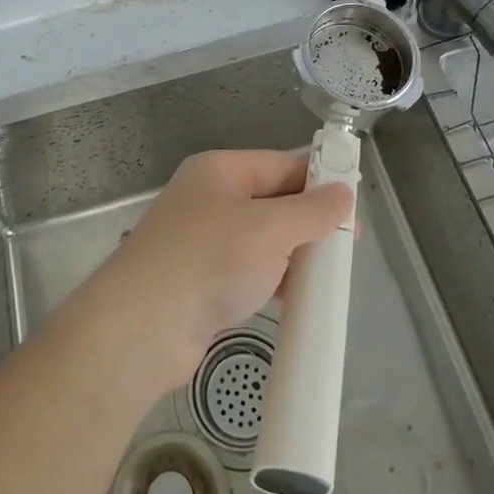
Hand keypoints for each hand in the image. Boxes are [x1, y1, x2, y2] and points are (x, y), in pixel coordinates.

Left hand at [90, 149, 352, 390]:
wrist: (141, 328)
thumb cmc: (209, 260)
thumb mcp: (269, 228)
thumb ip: (312, 211)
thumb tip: (344, 193)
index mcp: (220, 170)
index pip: (280, 165)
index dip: (318, 182)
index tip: (352, 207)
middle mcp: (209, 199)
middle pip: (271, 202)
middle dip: (308, 222)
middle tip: (346, 247)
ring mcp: (202, 242)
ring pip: (261, 240)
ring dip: (293, 255)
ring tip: (329, 276)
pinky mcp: (200, 281)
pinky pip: (248, 271)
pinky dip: (273, 280)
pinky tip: (296, 298)